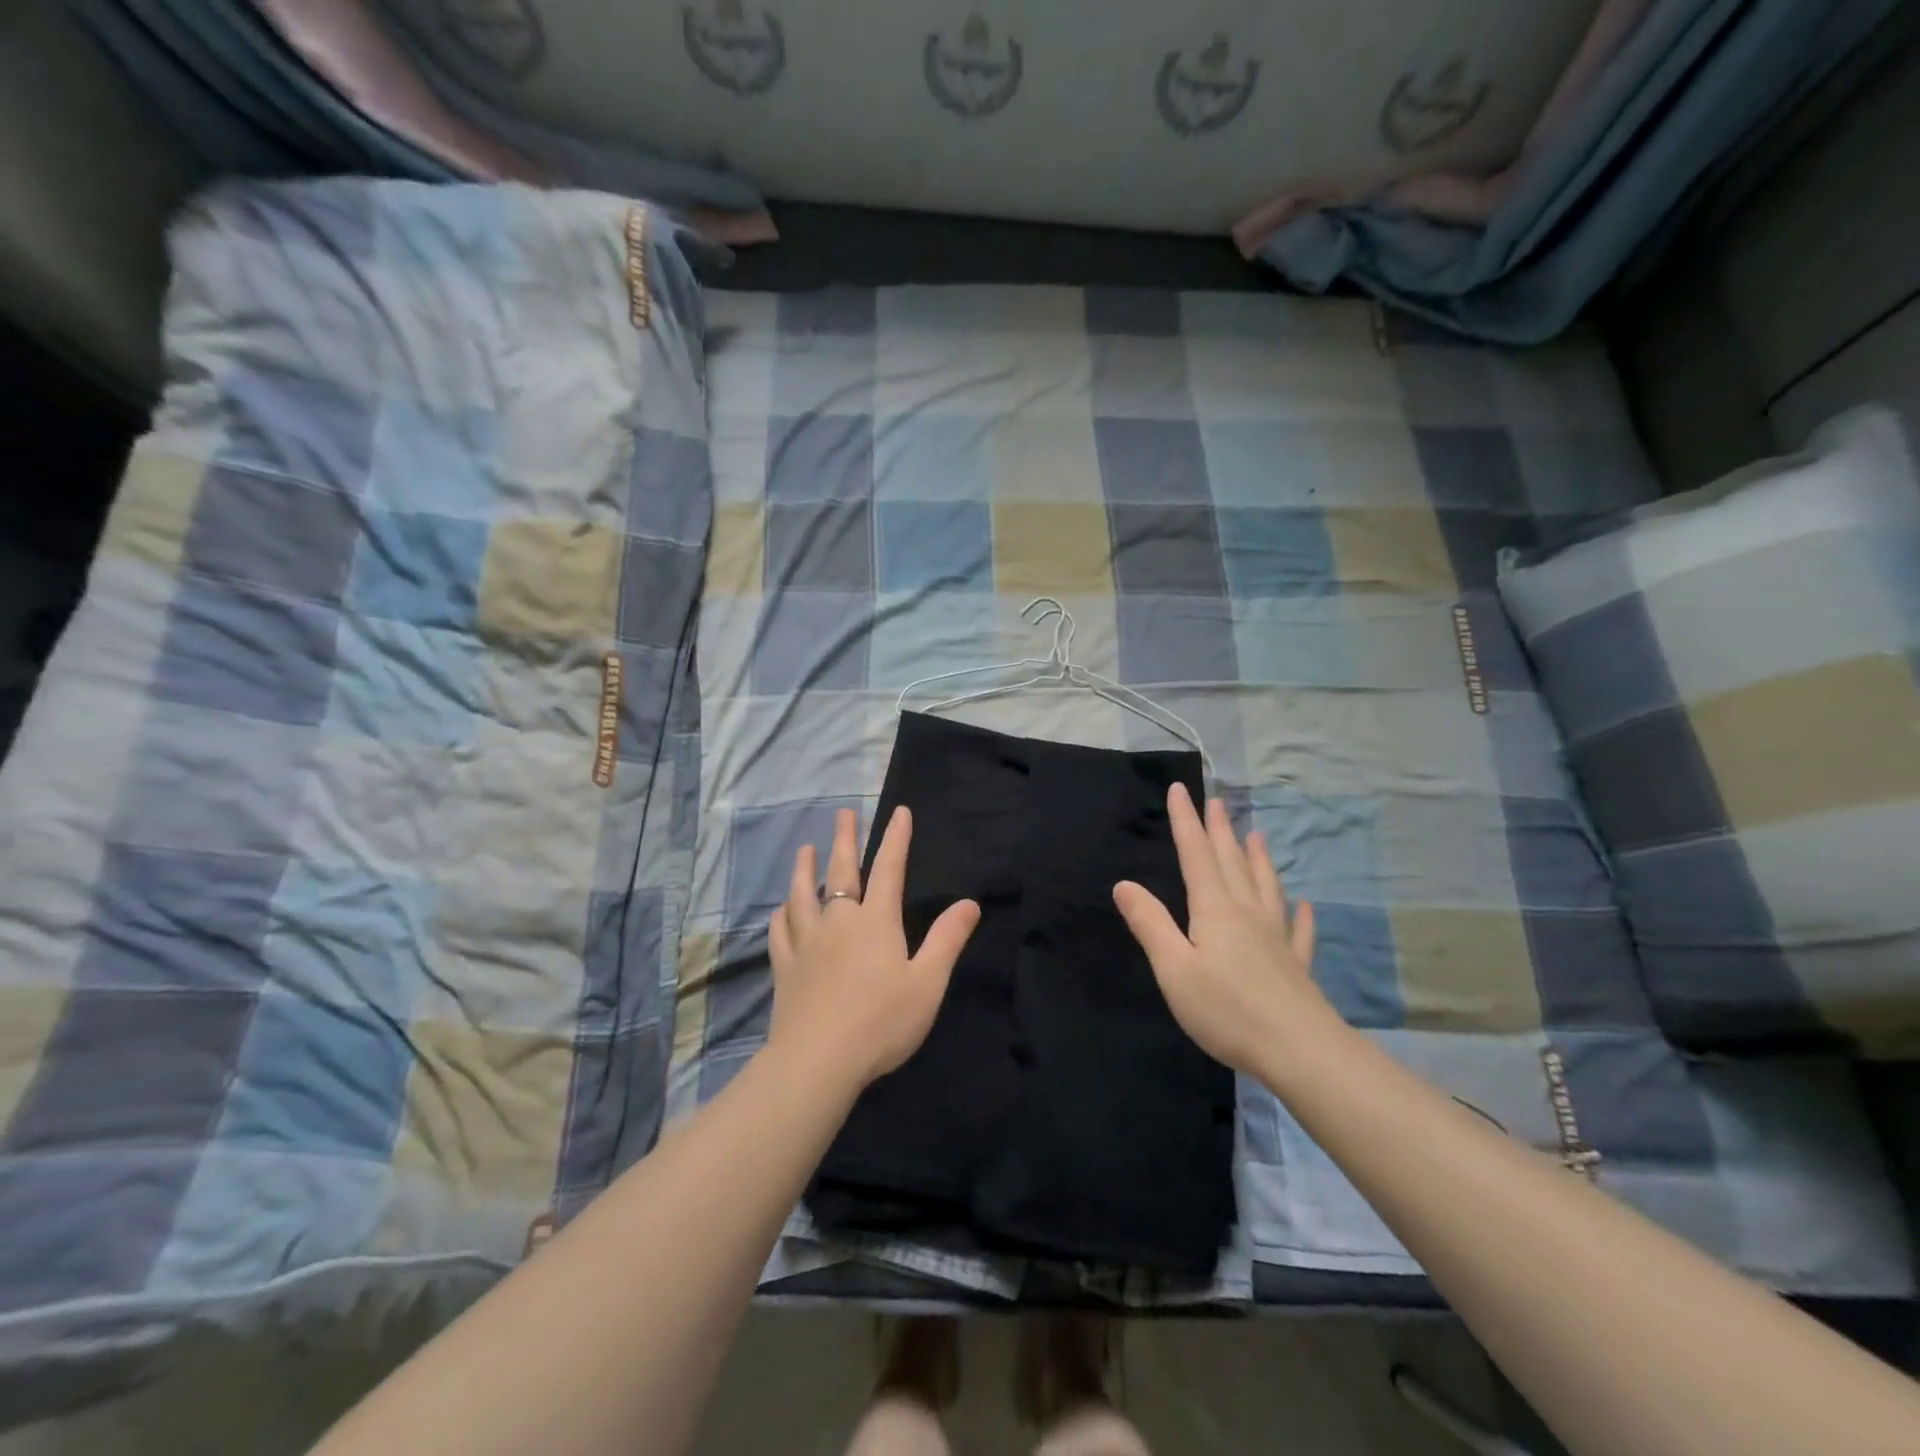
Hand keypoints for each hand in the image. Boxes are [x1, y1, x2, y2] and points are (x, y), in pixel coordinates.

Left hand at [768, 805, 980, 1092]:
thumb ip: (947, 940)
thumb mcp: (928, 983)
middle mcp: (839, 922)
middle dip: (844, 840)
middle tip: (843, 813)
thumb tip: (969, 903)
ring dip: (805, 868)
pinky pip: (780, 930)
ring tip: (805, 849)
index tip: (899, 812)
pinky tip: (782, 909)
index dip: (896, 839)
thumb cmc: (882, 1022)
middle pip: (841, 872)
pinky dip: (782, 913)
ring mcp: (807, 943)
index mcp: (876, 922)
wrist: (819, 1060)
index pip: (889, 869)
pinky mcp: (785, 967)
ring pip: (802, 895)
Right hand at [1113, 784, 1325, 1075]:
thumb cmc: (1227, 1010)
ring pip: (1265, 887)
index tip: (1180, 789)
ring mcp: (1276, 938)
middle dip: (1220, 830)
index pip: (1196, 855)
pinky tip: (1304, 904)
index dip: (1186, 821)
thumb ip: (1150, 924)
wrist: (1300, 1050)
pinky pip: (1297, 930)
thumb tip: (1124, 884)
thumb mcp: (1174, 968)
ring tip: (1257, 835)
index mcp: (1215, 910)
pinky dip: (1299, 913)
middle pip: (1231, 863)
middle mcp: (1247, 913)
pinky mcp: (1295, 965)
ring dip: (1258, 859)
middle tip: (1217, 801)